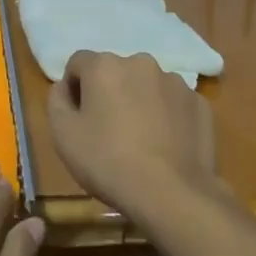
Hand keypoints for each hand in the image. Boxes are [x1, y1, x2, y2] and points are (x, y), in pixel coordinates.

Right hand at [48, 51, 218, 227]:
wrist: (172, 194)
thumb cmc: (108, 161)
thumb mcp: (63, 135)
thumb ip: (56, 100)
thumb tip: (64, 87)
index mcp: (104, 65)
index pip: (78, 63)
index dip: (73, 89)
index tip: (77, 119)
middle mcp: (140, 62)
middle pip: (114, 72)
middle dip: (108, 93)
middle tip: (106, 131)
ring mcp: (175, 81)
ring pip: (146, 86)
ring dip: (138, 102)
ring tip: (139, 141)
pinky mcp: (199, 103)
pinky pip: (173, 103)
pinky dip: (166, 116)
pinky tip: (164, 146)